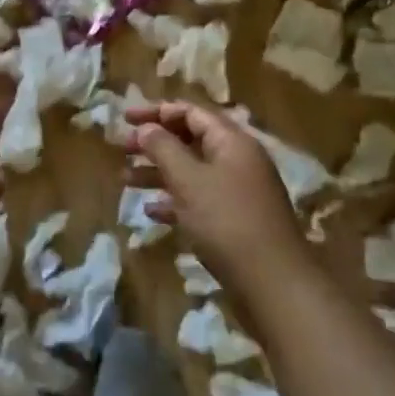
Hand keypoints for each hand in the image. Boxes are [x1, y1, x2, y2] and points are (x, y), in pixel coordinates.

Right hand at [124, 101, 303, 288]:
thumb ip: (163, 148)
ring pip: (191, 171)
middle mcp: (237, 161)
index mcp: (232, 142)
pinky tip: (151, 212)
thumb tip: (146, 128)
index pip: (191, 112)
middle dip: (154, 143)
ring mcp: (237, 192)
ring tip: (125, 180)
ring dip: (158, 173)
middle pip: (190, 140)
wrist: (273, 284)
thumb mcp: (189, 180)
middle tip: (121, 148)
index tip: (125, 119)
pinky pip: (198, 200)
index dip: (156, 111)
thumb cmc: (227, 222)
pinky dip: (173, 201)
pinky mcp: (234, 221)